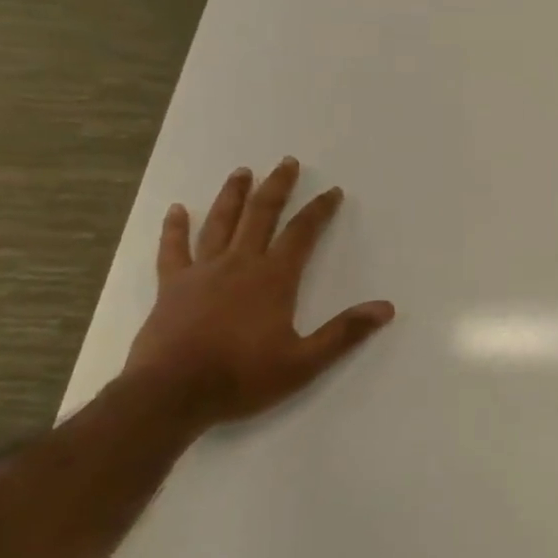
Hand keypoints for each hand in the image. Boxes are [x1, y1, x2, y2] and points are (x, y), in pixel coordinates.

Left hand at [122, 157, 393, 428]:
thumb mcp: (304, 362)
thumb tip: (386, 308)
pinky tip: (176, 210)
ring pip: (220, 223)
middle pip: (261, 215)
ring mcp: (202, 272)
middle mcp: (239, 264)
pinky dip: (175, 228)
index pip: (302, 234)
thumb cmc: (242, 377)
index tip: (332, 192)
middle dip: (277, 187)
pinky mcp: (172, 286)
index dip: (319, 210)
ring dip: (233, 196)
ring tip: (242, 172)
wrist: (171, 395)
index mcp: (273, 278)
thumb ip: (345, 332)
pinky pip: (174, 249)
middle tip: (287, 162)